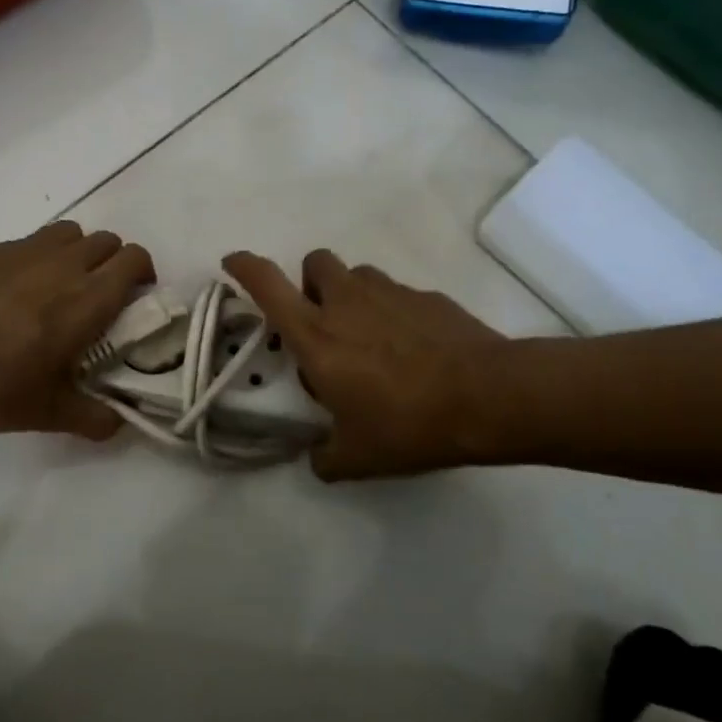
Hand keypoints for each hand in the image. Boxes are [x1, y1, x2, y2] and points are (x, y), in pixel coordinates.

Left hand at [0, 222, 154, 440]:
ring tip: (60, 285)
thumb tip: (119, 423)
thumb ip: (95, 418)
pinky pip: (25, 242)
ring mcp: (20, 252)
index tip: (136, 296)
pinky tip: (10, 292)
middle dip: (113, 261)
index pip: (133, 259)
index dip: (143, 272)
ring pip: (68, 233)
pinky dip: (34, 258)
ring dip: (76, 252)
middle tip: (100, 295)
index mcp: (86, 299)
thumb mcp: (49, 414)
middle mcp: (61, 265)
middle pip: (106, 240)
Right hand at [224, 250, 506, 480]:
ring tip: (370, 337)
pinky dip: (393, 312)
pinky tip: (413, 348)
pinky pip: (396, 294)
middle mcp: (346, 302)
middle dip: (310, 283)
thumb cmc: (408, 423)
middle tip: (323, 321)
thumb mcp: (358, 457)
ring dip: (352, 296)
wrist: (488, 397)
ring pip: (357, 275)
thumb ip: (326, 458)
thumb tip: (317, 459)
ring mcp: (389, 293)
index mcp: (316, 336)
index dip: (245, 266)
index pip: (267, 284)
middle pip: (314, 262)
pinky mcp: (426, 296)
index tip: (234, 262)